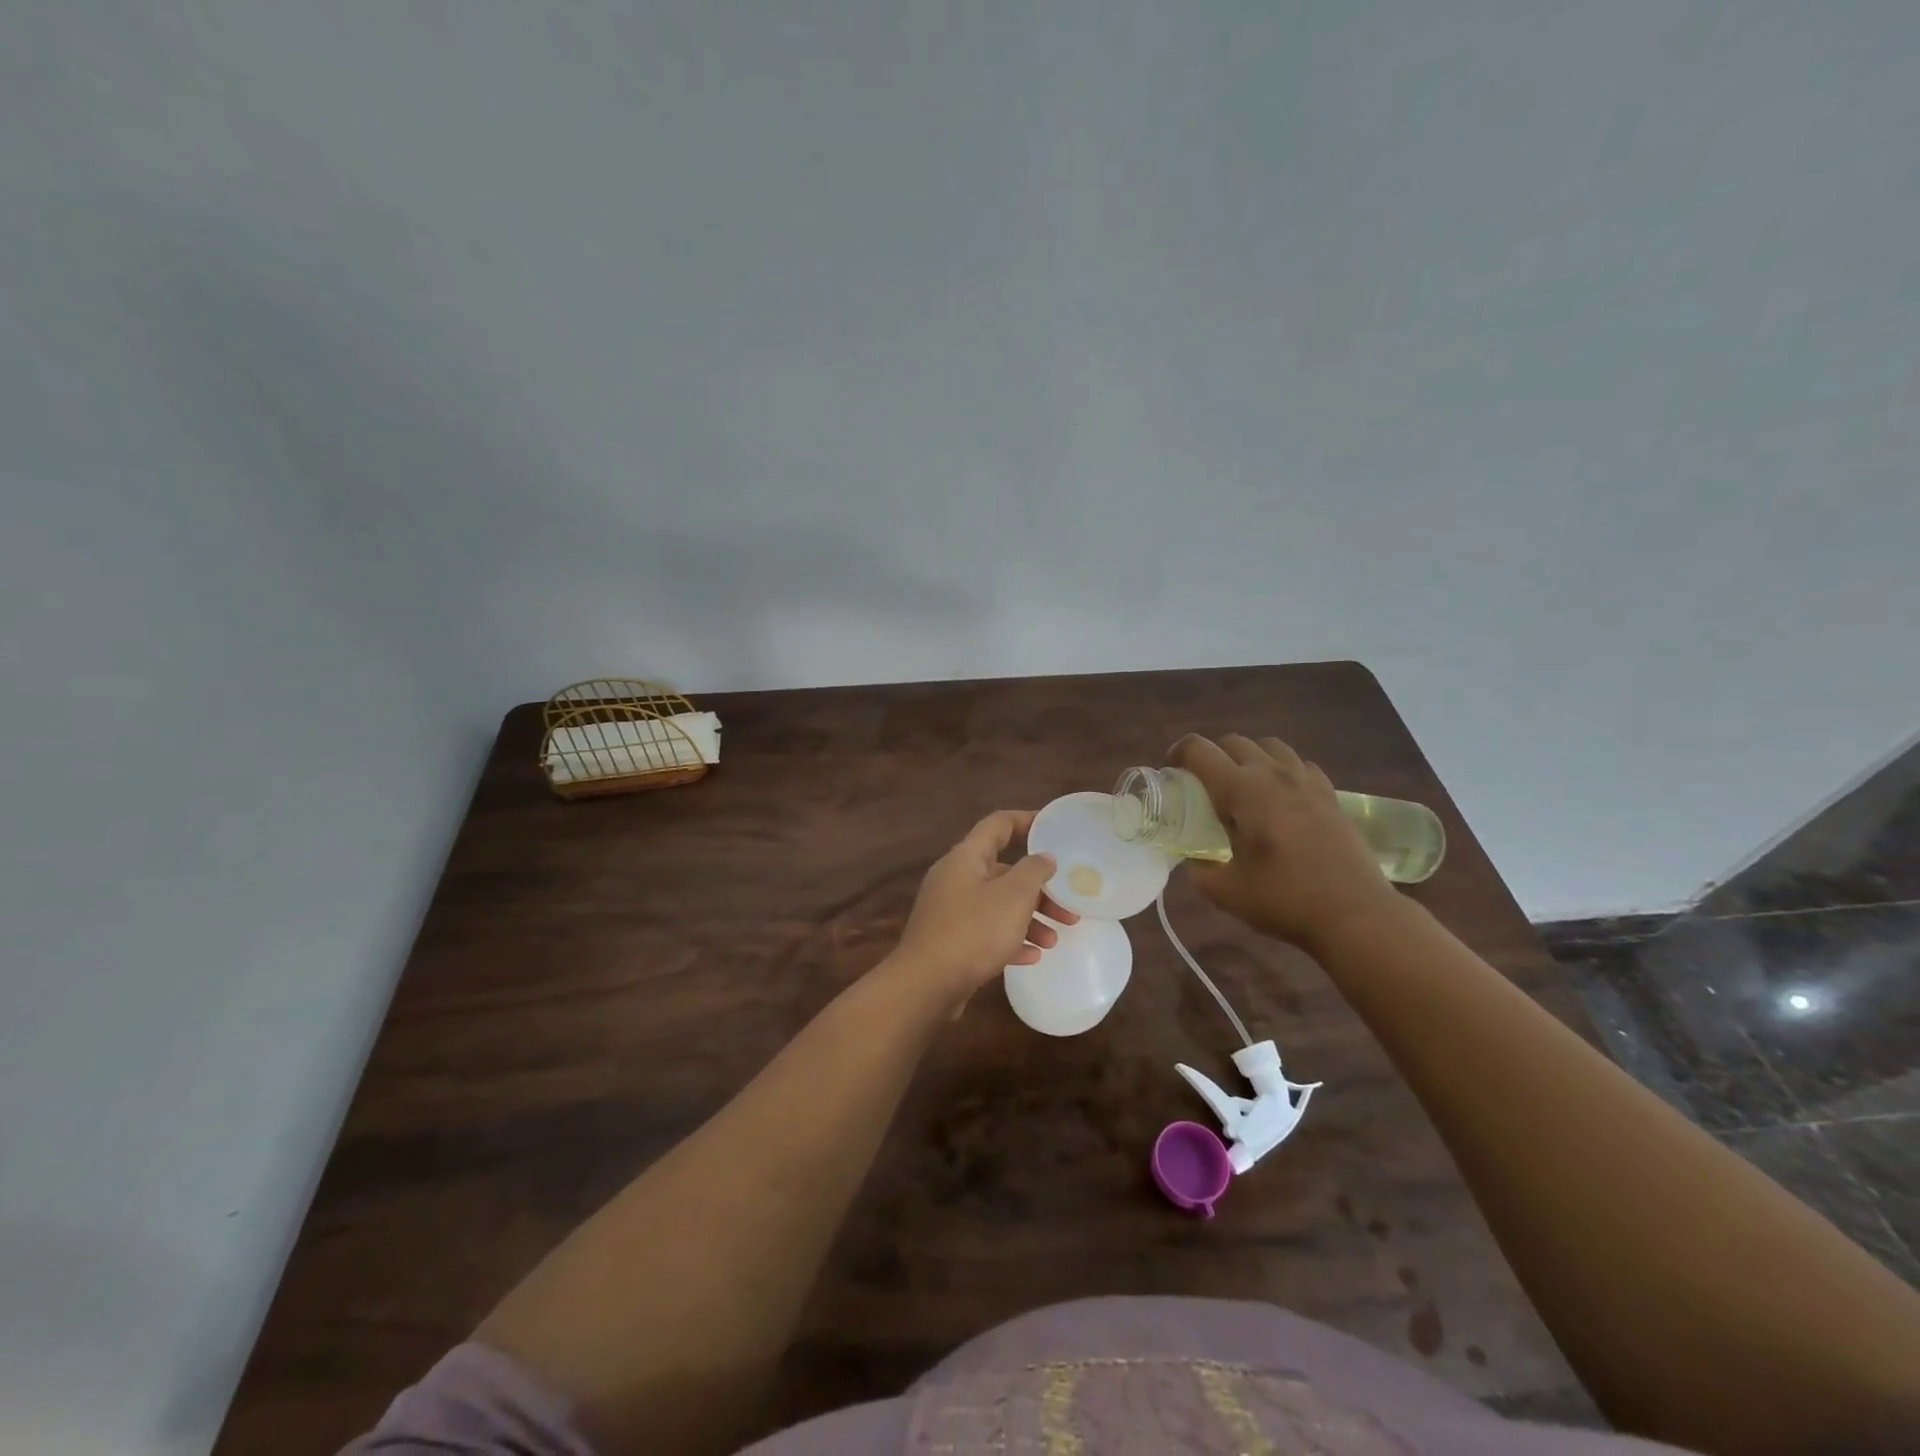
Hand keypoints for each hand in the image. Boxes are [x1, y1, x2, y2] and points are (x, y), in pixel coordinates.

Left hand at [886, 810, 1079, 1011]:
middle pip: (1003, 871)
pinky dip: (1009, 939)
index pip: (998, 824)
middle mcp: (955, 878)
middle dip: (1038, 888)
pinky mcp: (948, 940)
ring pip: (997, 905)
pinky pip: (985, 931)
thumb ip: (1033, 871)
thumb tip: (1043, 857)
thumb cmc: (973, 931)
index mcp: (966, 857)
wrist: (925, 984)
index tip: (1053, 828)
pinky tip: (1031, 957)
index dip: (1026, 821)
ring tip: (1054, 940)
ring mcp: (949, 910)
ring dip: (1028, 918)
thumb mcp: (1013, 897)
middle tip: (1067, 907)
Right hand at [1169, 734, 1400, 953]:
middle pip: (1233, 742)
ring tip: (1243, 787)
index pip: (1199, 749)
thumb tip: (1193, 858)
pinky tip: (1280, 799)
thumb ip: (1199, 869)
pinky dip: (1281, 770)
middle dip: (1211, 756)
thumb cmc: (1284, 900)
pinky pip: (1298, 764)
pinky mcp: (1330, 794)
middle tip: (1203, 786)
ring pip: (1269, 746)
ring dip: (1248, 757)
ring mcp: (1306, 781)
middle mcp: (1272, 774)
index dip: (1177, 754)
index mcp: (1241, 790)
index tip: (1171, 774)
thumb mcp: (1225, 891)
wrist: (1356, 914)